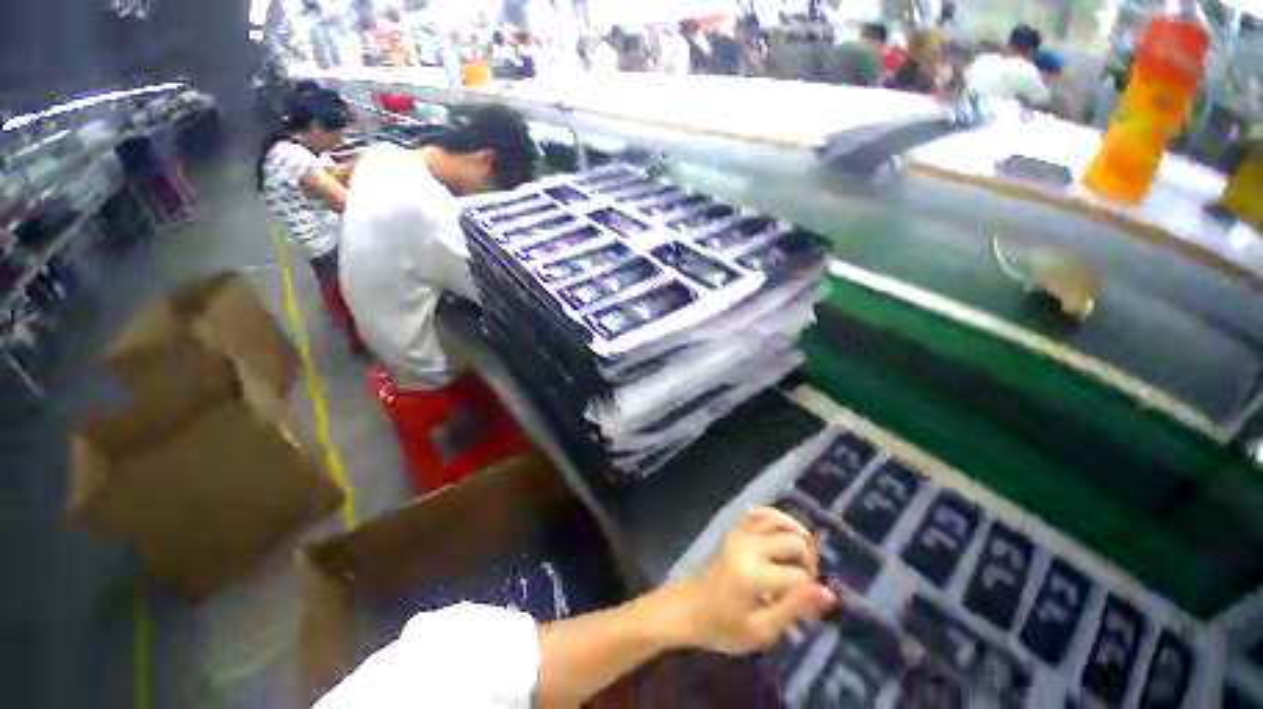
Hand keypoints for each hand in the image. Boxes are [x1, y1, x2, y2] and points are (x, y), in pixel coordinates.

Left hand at [668, 506, 836, 653]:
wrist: (692, 608)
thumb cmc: (725, 626)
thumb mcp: (761, 630)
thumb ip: (794, 609)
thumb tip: (828, 594)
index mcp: (752, 574)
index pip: (799, 575)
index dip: (812, 590)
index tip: (808, 605)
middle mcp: (747, 546)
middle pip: (794, 540)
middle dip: (809, 560)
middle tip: (806, 581)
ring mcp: (739, 533)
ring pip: (778, 519)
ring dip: (798, 534)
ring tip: (802, 556)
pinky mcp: (735, 529)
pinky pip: (760, 512)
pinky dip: (777, 518)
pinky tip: (785, 533)